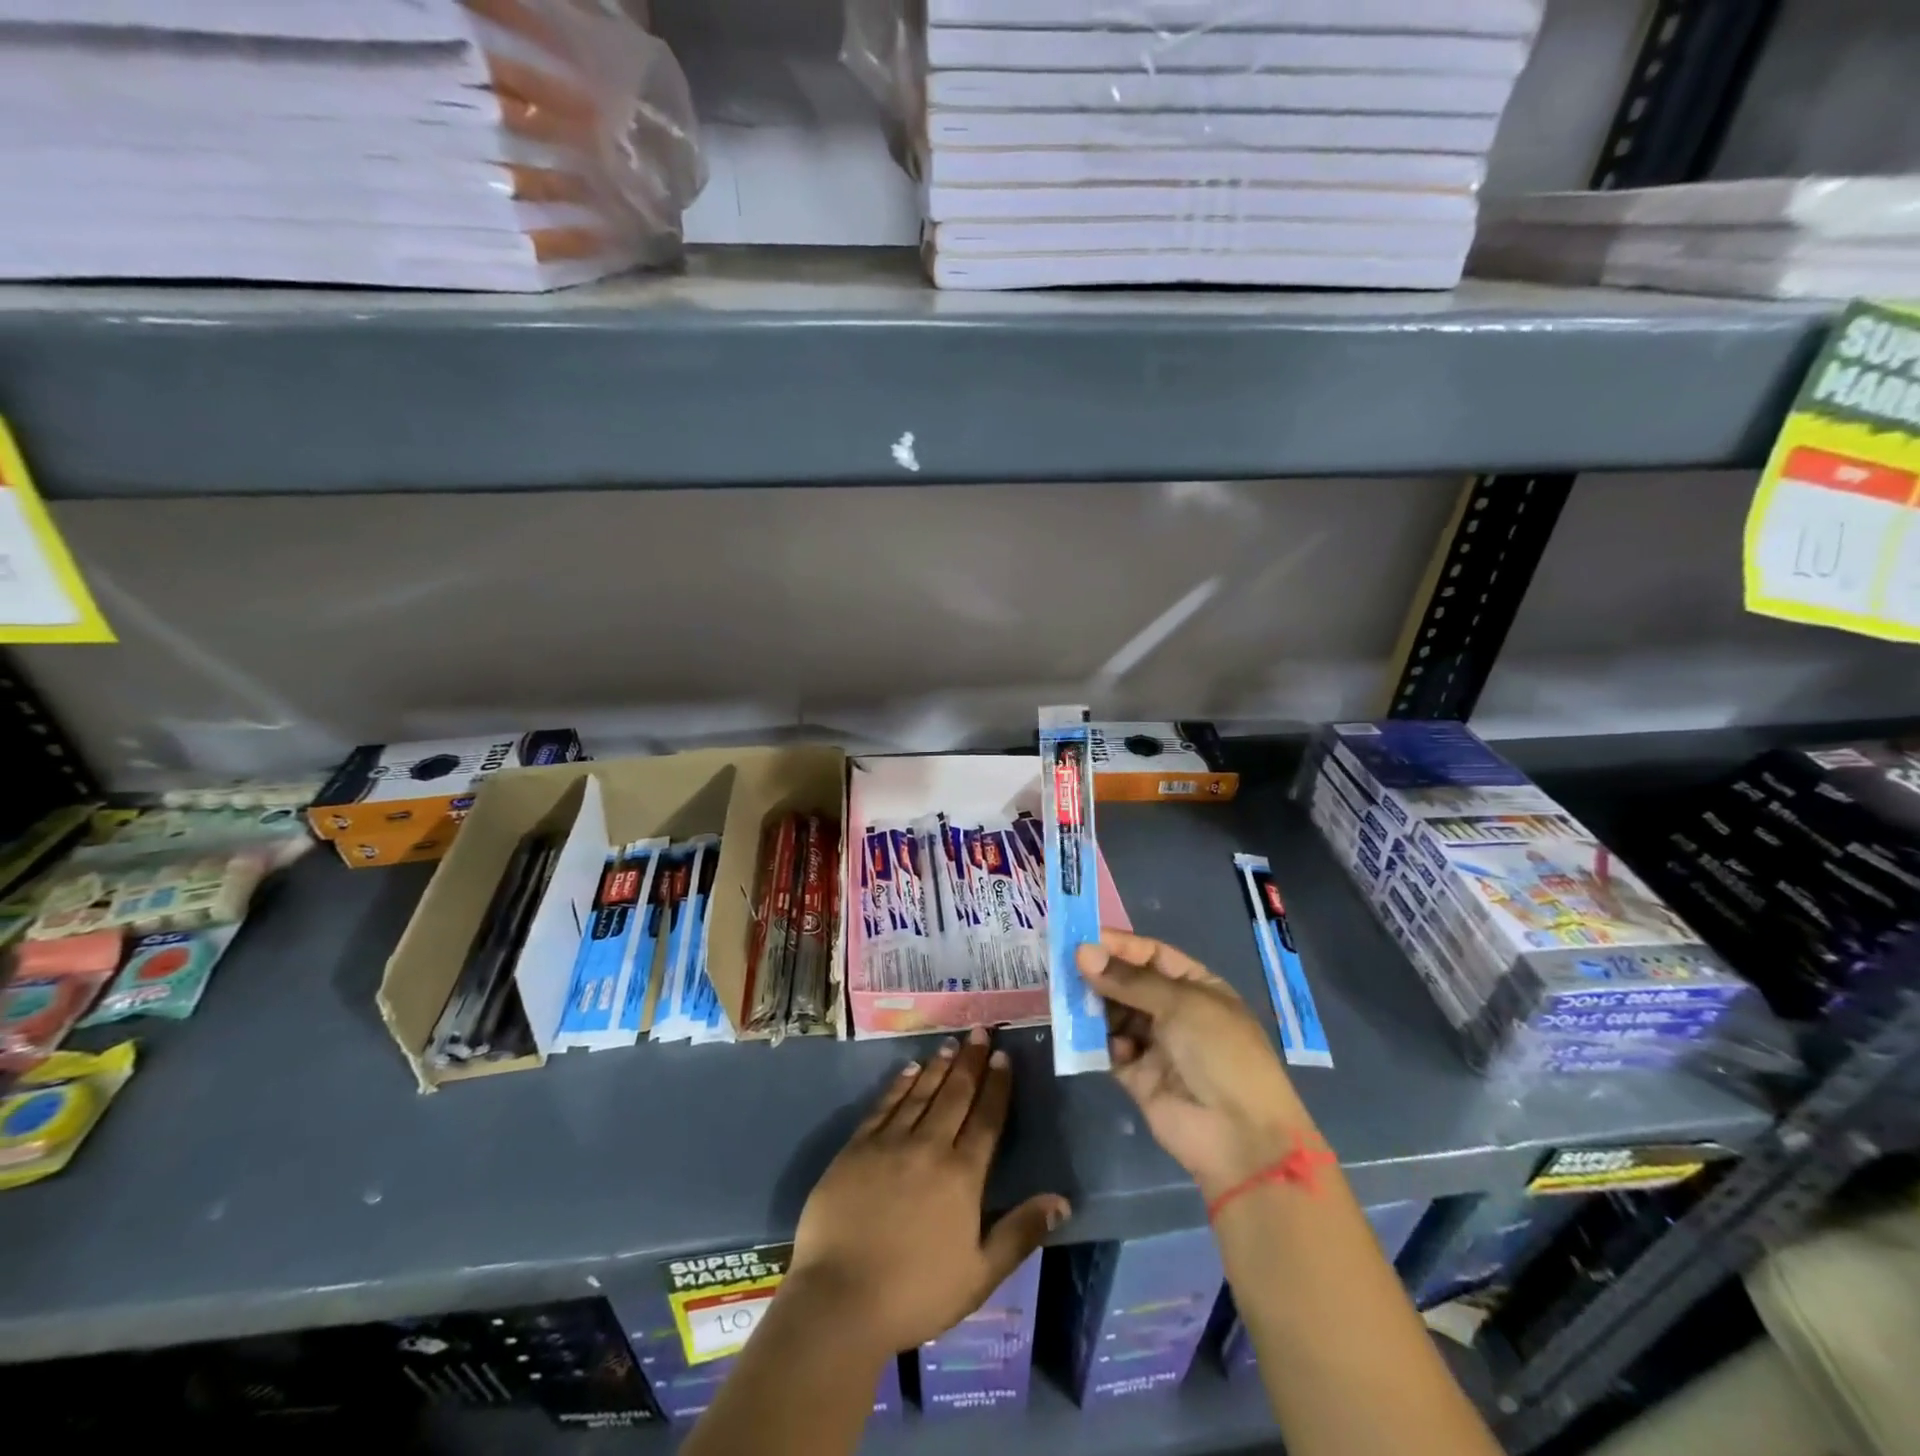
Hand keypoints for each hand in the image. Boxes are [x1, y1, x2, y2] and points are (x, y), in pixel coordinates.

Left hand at [785, 1027, 1069, 1358]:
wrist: (840, 1300)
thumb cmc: (916, 1293)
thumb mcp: (979, 1275)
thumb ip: (1020, 1233)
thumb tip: (1062, 1201)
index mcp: (961, 1176)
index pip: (986, 1119)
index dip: (996, 1085)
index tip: (1003, 1056)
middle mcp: (928, 1147)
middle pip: (955, 1095)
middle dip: (970, 1062)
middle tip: (979, 1030)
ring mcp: (889, 1143)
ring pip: (921, 1093)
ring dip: (939, 1067)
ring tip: (951, 1044)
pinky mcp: (856, 1148)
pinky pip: (884, 1105)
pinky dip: (899, 1084)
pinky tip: (909, 1070)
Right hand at [1077, 930, 1319, 1200]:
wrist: (1240, 1136)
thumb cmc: (1220, 1052)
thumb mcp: (1180, 1004)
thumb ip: (1128, 979)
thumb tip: (1082, 952)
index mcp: (1196, 987)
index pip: (1152, 955)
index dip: (1119, 945)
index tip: (1081, 937)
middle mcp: (1175, 1012)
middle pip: (1129, 984)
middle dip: (1099, 974)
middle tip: (1063, 964)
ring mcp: (1156, 1045)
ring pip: (1115, 1015)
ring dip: (1093, 1005)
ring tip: (1065, 995)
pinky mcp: (1138, 1077)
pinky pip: (1110, 1049)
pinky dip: (1095, 1040)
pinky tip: (1081, 1032)